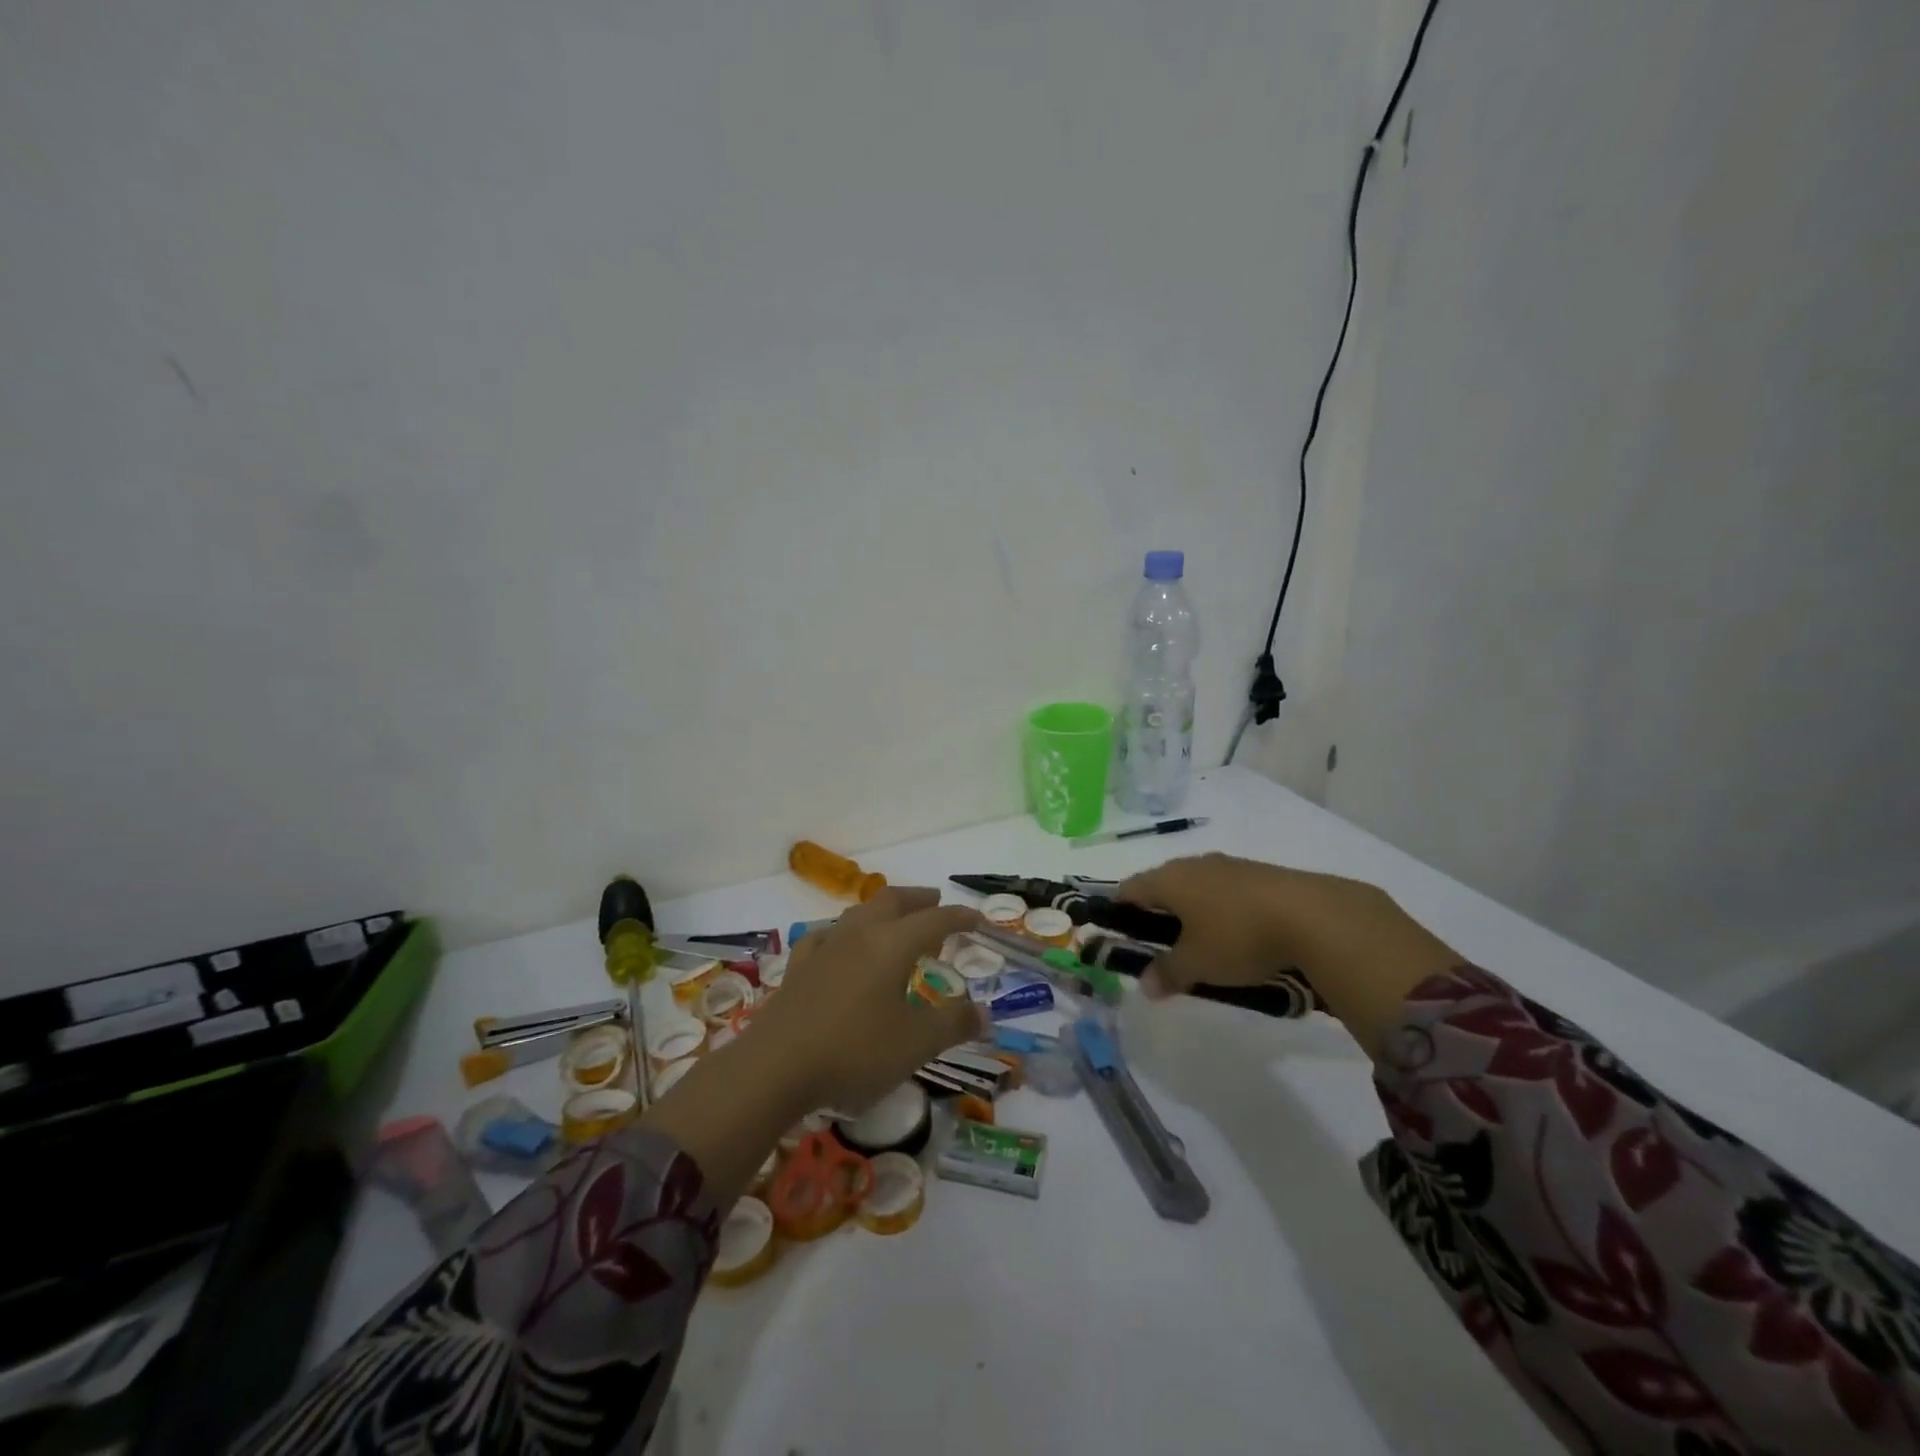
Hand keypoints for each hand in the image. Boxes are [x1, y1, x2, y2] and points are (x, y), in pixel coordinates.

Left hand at [748, 887, 984, 1113]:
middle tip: (935, 902)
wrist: (774, 1068)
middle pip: (892, 901)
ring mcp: (824, 948)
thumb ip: (953, 1025)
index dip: (959, 917)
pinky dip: (843, 933)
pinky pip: (825, 936)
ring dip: (883, 911)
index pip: (934, 920)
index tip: (977, 919)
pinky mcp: (799, 967)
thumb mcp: (915, 1044)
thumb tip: (985, 1014)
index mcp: (891, 945)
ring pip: (858, 913)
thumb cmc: (853, 1052)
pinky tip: (839, 944)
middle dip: (918, 899)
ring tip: (895, 922)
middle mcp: (859, 935)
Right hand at [1118, 853, 1458, 1057]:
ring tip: (1201, 945)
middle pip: (1162, 886)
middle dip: (1157, 914)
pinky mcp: (1260, 875)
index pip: (1129, 889)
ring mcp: (1229, 866)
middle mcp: (1194, 865)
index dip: (1119, 911)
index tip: (1119, 935)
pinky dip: (1222, 911)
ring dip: (1192, 912)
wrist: (1314, 916)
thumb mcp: (1198, 964)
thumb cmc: (1238, 936)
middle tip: (1160, 946)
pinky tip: (1237, 937)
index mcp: (1169, 879)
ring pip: (1196, 887)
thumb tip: (1145, 985)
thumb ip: (1167, 973)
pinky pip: (1226, 892)